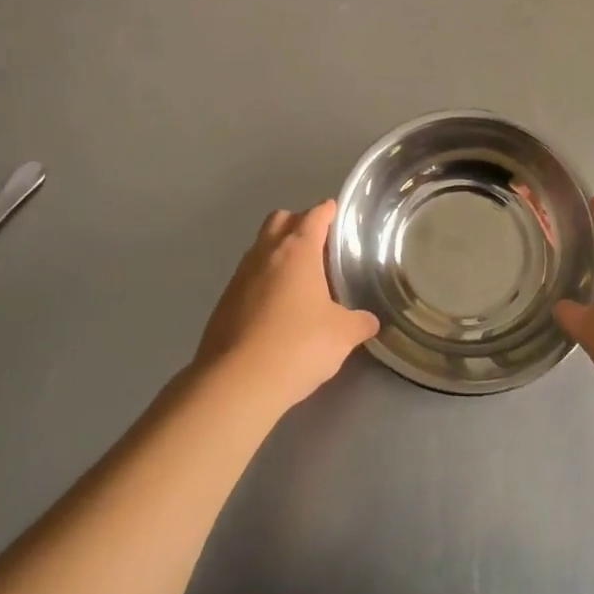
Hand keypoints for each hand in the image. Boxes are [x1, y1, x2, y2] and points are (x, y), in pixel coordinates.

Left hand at [194, 201, 379, 414]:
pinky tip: (276, 308)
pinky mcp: (224, 302)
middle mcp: (266, 253)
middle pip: (280, 219)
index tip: (337, 213)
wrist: (236, 382)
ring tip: (299, 279)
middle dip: (298, 223)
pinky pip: (248, 277)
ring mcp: (240, 276)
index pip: (315, 215)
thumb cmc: (297, 346)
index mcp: (298, 250)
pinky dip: (263, 281)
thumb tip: (369, 321)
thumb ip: (359, 323)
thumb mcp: (342, 336)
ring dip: (278, 252)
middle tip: (318, 245)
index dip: (328, 211)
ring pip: (260, 247)